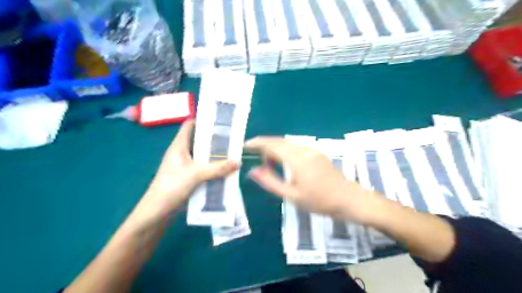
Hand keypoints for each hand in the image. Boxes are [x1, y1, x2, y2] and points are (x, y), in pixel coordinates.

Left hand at [139, 120, 238, 218]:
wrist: (156, 213)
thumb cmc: (172, 187)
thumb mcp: (196, 174)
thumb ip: (218, 168)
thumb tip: (238, 162)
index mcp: (179, 146)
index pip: (189, 125)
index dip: (203, 120)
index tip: (220, 122)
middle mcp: (181, 153)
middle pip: (198, 141)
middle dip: (214, 140)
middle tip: (232, 139)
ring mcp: (183, 166)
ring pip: (201, 156)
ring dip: (214, 155)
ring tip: (232, 154)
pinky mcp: (186, 177)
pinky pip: (202, 168)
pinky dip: (212, 168)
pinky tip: (224, 171)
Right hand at [245, 137, 382, 223]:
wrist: (348, 199)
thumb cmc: (319, 201)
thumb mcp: (291, 195)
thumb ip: (270, 182)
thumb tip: (253, 171)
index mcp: (296, 159)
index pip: (272, 145)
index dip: (257, 143)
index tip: (246, 145)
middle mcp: (304, 150)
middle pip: (279, 142)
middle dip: (266, 147)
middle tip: (259, 161)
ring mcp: (312, 150)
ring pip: (288, 144)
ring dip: (276, 150)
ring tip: (270, 165)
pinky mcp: (317, 153)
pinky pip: (297, 148)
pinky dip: (286, 152)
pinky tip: (285, 164)